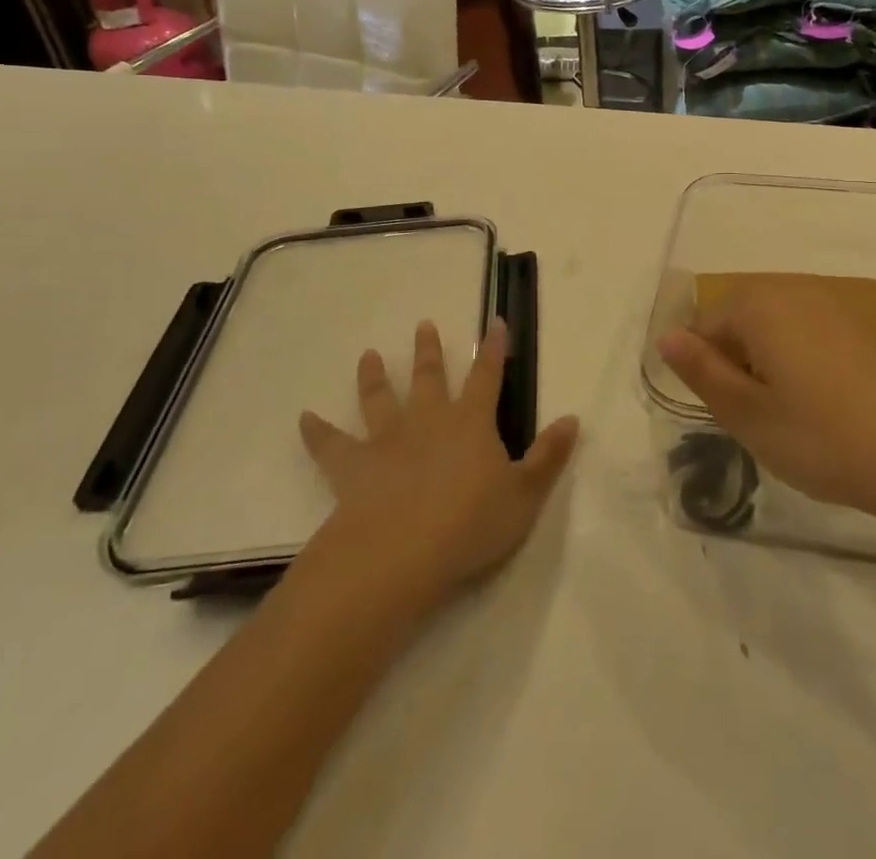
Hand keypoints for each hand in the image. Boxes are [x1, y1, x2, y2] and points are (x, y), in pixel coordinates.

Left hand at [300, 321, 578, 604]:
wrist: (400, 554)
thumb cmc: (470, 525)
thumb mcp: (524, 496)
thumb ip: (548, 457)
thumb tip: (572, 419)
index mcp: (471, 423)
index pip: (487, 376)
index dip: (493, 349)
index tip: (494, 322)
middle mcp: (428, 421)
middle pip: (430, 377)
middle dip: (429, 350)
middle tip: (423, 324)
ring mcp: (387, 442)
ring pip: (380, 400)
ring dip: (375, 377)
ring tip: (368, 355)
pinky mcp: (353, 469)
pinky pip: (331, 446)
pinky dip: (317, 432)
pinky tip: (303, 418)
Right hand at [657, 277, 875, 525]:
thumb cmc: (823, 437)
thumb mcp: (747, 414)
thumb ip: (701, 371)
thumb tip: (665, 336)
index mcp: (757, 304)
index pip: (703, 327)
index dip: (706, 372)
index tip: (730, 414)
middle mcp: (792, 290)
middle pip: (739, 322)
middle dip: (737, 365)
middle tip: (757, 418)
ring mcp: (832, 305)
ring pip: (774, 330)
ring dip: (768, 367)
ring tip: (789, 417)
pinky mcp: (861, 327)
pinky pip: (808, 336)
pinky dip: (801, 365)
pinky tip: (822, 407)